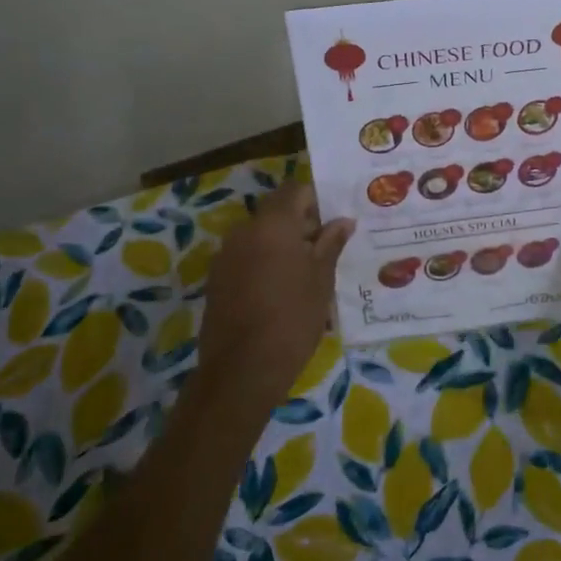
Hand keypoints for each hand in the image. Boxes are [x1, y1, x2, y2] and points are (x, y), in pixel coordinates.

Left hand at [193, 183, 352, 417]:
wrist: (243, 370)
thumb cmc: (293, 318)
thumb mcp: (321, 279)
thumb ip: (331, 243)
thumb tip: (343, 221)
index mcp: (272, 224)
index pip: (296, 190)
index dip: (317, 199)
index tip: (335, 220)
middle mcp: (244, 231)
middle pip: (277, 213)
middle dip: (302, 224)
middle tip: (328, 248)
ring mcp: (226, 256)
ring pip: (261, 236)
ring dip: (283, 245)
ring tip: (307, 273)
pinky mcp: (217, 280)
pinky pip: (247, 258)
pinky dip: (266, 263)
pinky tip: (283, 290)